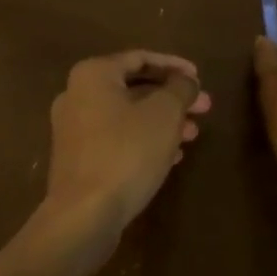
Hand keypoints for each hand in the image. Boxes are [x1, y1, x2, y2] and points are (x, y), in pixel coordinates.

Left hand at [44, 50, 210, 254]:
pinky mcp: (77, 161)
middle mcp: (76, 95)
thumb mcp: (165, 113)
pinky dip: (144, 140)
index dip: (174, 66)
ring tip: (192, 135)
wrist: (84, 217)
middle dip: (172, 98)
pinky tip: (171, 157)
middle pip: (135, 88)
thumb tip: (187, 81)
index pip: (141, 58)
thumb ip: (181, 88)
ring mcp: (73, 130)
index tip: (199, 79)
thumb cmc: (126, 152)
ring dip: (162, 121)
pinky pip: (117, 139)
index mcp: (93, 74)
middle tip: (204, 108)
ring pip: (127, 116)